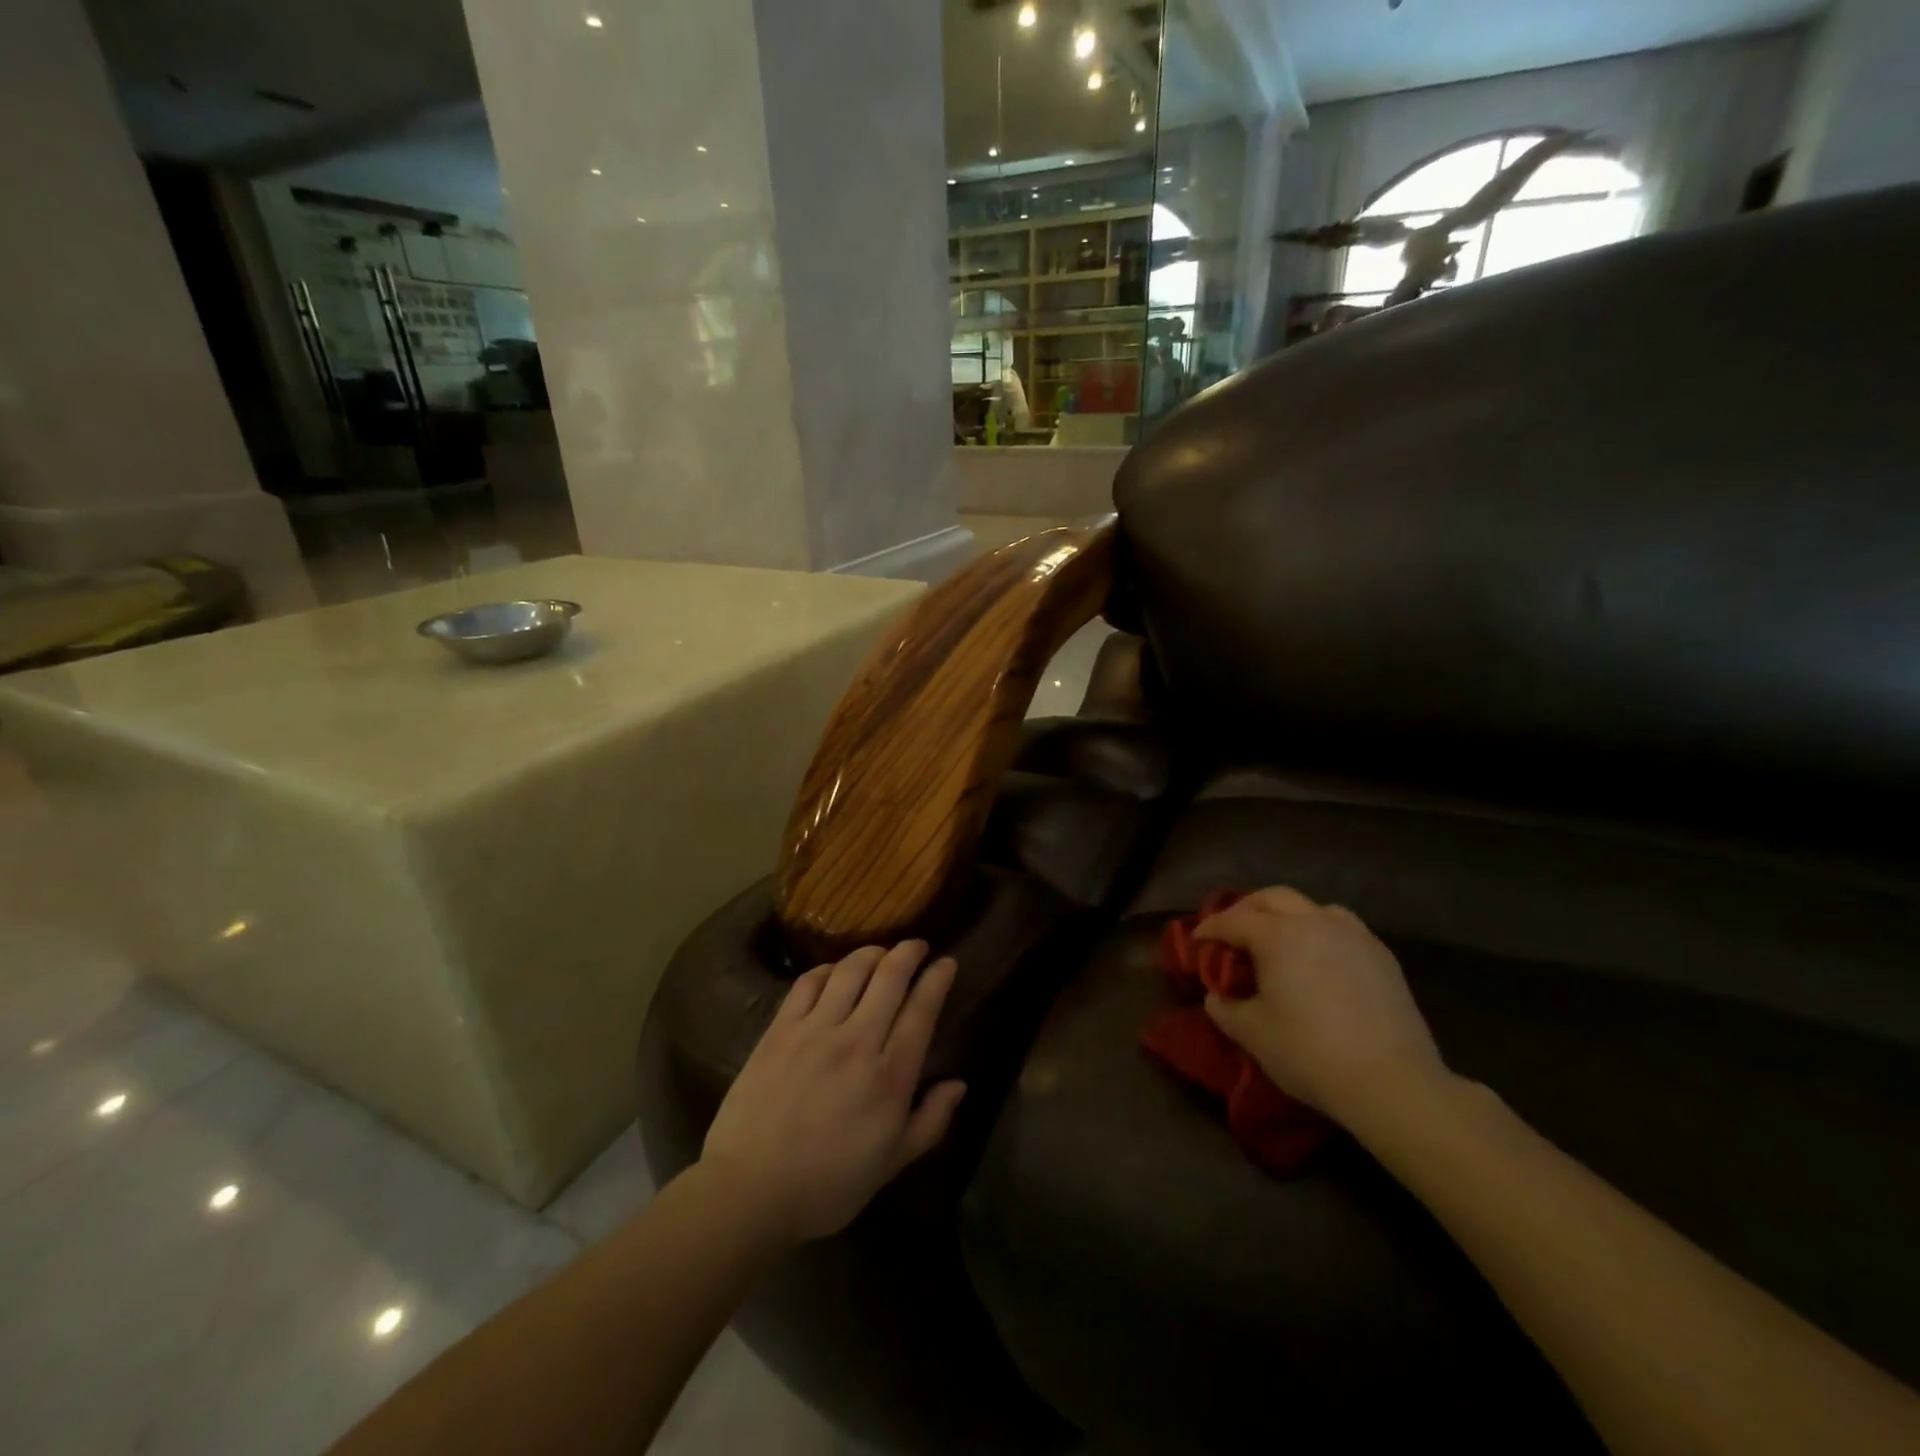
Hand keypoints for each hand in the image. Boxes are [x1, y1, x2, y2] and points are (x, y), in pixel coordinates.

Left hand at [699, 941, 966, 1246]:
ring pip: (850, 970)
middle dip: (908, 952)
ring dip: (871, 953)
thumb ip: (930, 1122)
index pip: (922, 1009)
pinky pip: (808, 983)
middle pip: (890, 976)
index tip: (946, 962)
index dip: (937, 979)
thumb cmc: (828, 1186)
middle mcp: (857, 1041)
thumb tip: (959, 1084)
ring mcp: (815, 1031)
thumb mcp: (891, 1164)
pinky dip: (828, 969)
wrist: (749, 1191)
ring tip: (879, 952)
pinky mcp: (780, 1030)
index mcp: (890, 1076)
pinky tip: (834, 972)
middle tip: (916, 946)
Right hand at [1196, 888, 1448, 1133]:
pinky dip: (1321, 931)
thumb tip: (1216, 996)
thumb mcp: (1252, 1034)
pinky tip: (1320, 958)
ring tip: (1279, 939)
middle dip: (1246, 909)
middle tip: (1233, 932)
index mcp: (1277, 936)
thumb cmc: (1310, 1053)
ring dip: (1287, 915)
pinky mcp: (1382, 956)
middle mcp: (1314, 922)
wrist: (1392, 1083)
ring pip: (1312, 907)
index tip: (1197, 940)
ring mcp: (1353, 936)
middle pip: (1272, 898)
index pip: (1233, 920)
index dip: (1210, 928)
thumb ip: (1225, 1008)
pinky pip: (1343, 927)